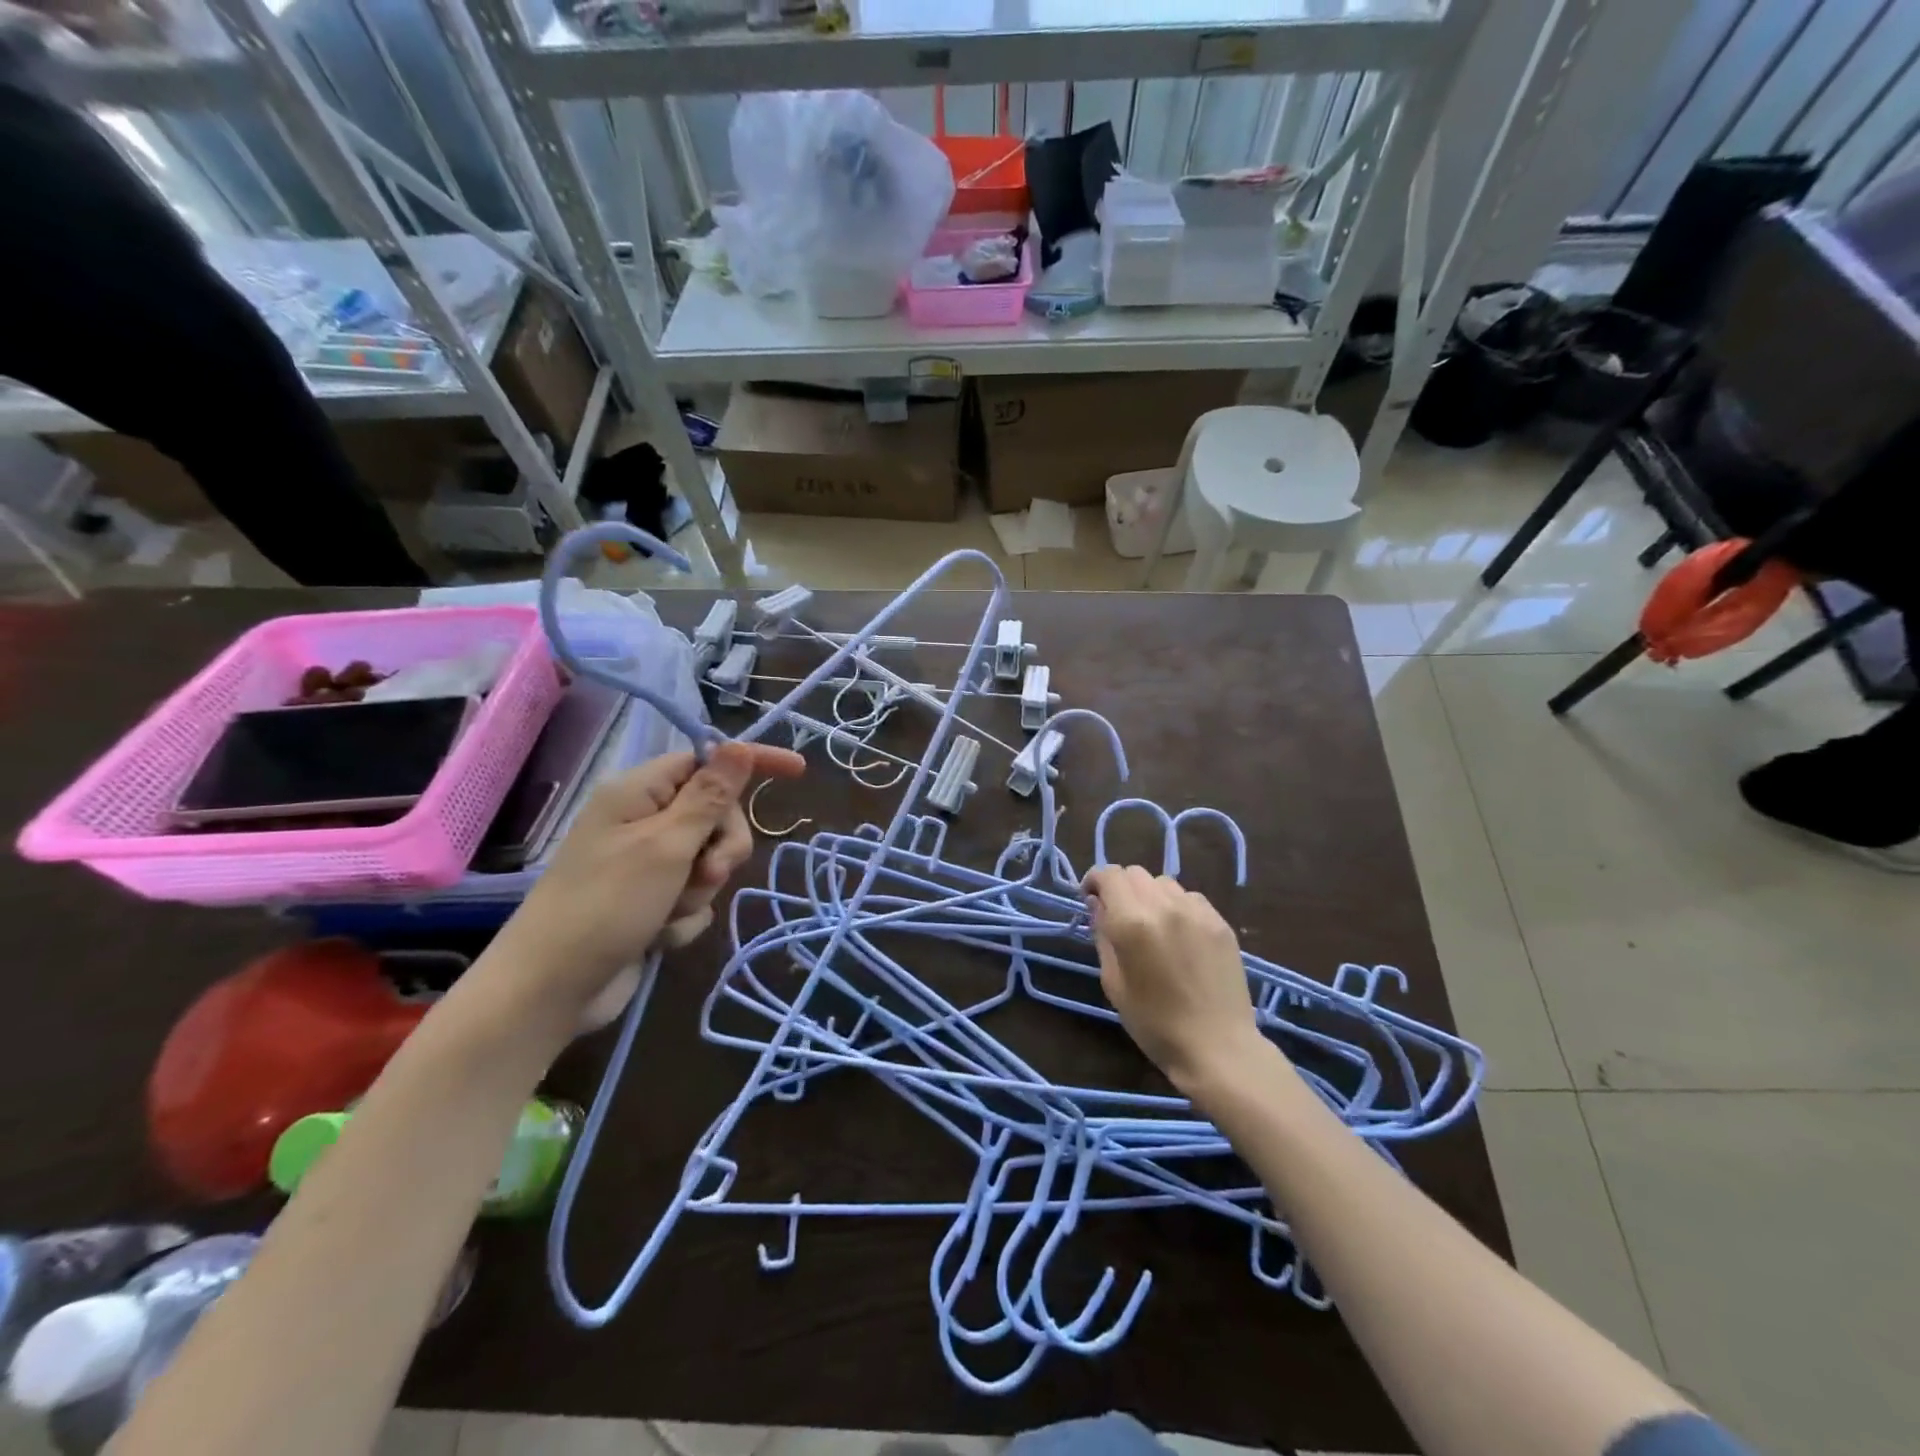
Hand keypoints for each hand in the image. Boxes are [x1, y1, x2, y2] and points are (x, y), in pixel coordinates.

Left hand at [498, 742, 804, 1012]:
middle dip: (721, 848)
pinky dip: (685, 918)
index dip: (751, 763)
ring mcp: (647, 865)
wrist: (551, 991)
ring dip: (700, 890)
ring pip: (709, 861)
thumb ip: (709, 797)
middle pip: (716, 815)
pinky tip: (658, 936)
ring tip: (667, 912)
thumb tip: (738, 746)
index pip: (707, 760)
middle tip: (706, 873)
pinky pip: (694, 897)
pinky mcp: (651, 902)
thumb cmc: (606, 906)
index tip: (799, 771)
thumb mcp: (667, 846)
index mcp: (640, 793)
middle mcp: (644, 822)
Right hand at [1083, 866, 1264, 1094]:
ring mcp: (1197, 911)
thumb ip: (1103, 935)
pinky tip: (1179, 935)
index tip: (1090, 899)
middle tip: (1118, 915)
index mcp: (1132, 922)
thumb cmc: (1154, 1023)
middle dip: (1120, 888)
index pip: (1109, 875)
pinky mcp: (1220, 922)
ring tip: (1151, 925)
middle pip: (1135, 873)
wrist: (1217, 1048)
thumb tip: (1097, 905)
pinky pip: (1190, 898)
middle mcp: (1164, 906)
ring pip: (1163, 882)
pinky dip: (1176, 906)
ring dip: (1149, 895)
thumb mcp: (1113, 982)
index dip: (1095, 881)